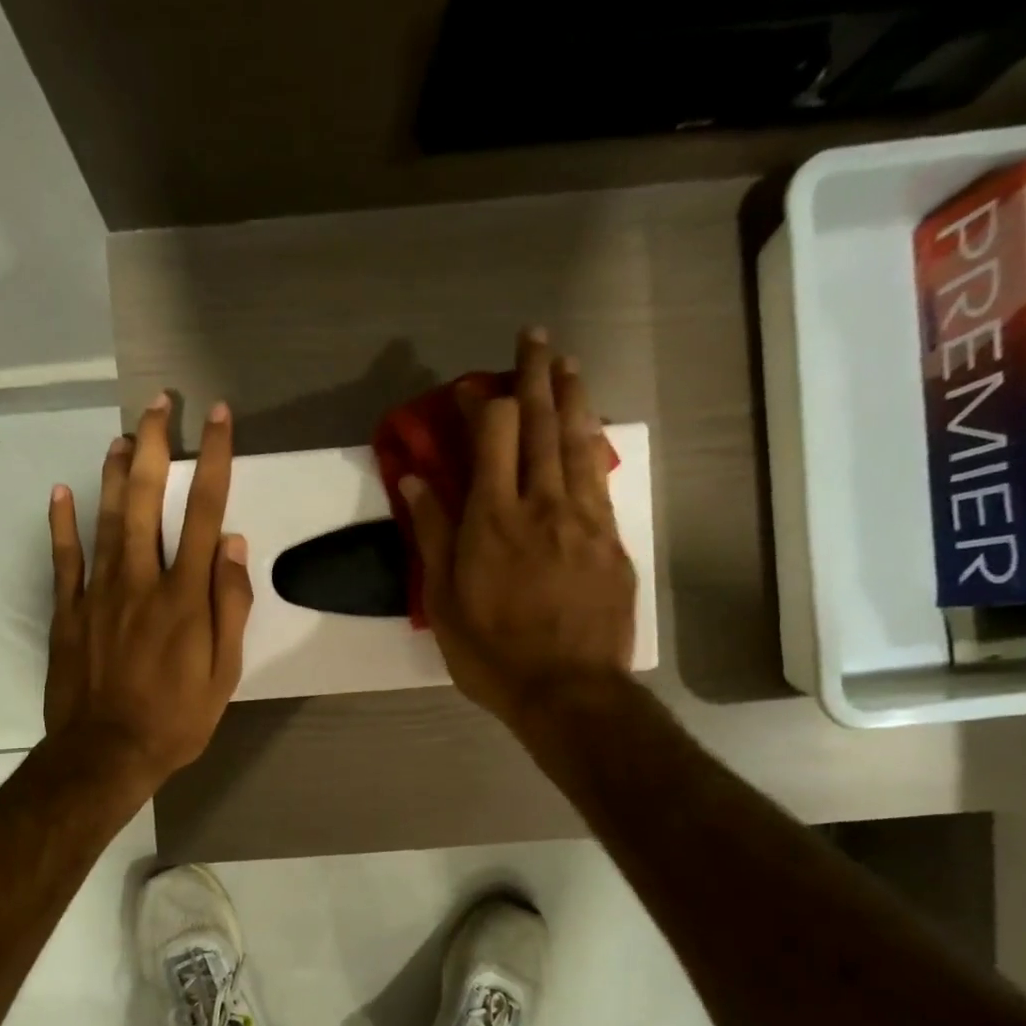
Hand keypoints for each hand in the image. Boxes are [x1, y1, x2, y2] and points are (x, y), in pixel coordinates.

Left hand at [43, 395, 252, 793]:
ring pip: (105, 517)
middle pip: (146, 499)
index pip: (204, 512)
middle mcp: (141, 580)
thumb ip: (230, 607)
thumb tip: (233, 545)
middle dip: (156, 445)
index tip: (219, 418)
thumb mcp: (224, 674)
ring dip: (114, 471)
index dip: (214, 460)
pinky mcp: (68, 611)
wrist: (106, 754)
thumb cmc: (176, 719)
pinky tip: (61, 490)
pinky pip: (64, 558)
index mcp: (185, 596)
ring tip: (123, 434)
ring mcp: (99, 592)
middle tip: (160, 404)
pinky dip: (61, 523)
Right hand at [401, 328, 636, 727]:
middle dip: (535, 374)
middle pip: (540, 423)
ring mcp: (583, 519)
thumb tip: (415, 477)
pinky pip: (600, 477)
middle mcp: (542, 504)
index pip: (491, 435)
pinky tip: (590, 428)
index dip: (479, 401)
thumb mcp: (444, 601)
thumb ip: (431, 533)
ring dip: (571, 396)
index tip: (467, 385)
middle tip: (534, 334)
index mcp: (493, 518)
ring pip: (577, 441)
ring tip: (567, 362)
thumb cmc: (492, 653)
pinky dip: (592, 443)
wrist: (568, 690)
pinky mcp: (610, 540)